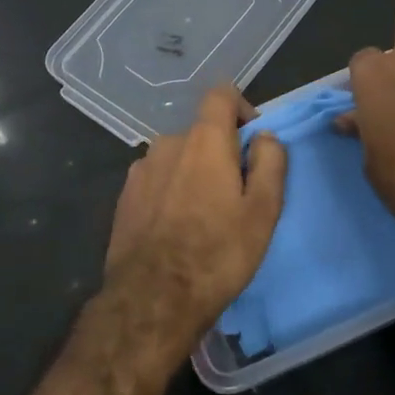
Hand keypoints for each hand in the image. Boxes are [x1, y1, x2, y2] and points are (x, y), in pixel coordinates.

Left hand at [97, 83, 287, 354]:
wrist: (153, 298)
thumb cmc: (218, 253)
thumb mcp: (264, 210)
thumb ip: (271, 162)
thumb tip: (264, 136)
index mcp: (203, 140)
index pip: (221, 95)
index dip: (242, 108)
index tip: (252, 141)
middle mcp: (167, 144)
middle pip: (201, 134)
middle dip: (220, 154)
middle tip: (235, 196)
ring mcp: (140, 170)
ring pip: (177, 159)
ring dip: (194, 175)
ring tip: (204, 218)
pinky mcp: (124, 197)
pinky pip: (157, 181)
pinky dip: (171, 193)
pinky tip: (176, 230)